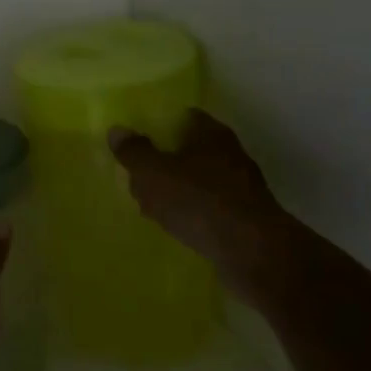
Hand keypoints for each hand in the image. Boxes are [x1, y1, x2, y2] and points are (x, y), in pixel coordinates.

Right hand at [108, 109, 300, 301]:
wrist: (253, 254)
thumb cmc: (199, 201)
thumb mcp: (153, 173)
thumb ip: (133, 151)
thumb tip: (117, 130)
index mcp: (210, 132)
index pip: (181, 117)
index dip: (157, 125)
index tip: (135, 139)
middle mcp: (230, 153)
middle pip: (189, 149)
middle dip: (164, 161)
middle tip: (137, 175)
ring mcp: (241, 187)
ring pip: (198, 180)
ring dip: (177, 190)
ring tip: (150, 205)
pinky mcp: (245, 218)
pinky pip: (209, 208)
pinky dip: (192, 213)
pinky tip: (175, 227)